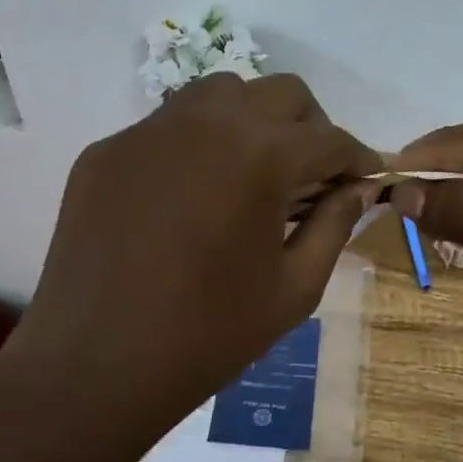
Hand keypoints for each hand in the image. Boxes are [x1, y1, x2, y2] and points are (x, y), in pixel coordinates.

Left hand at [2, 74, 379, 456]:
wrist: (94, 367)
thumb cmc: (209, 334)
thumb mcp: (294, 287)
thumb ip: (335, 224)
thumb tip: (360, 188)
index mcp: (260, 155)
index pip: (329, 139)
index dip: (359, 159)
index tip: (368, 179)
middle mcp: (206, 122)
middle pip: (282, 94)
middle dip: (312, 129)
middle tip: (313, 178)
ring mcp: (149, 131)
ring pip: (222, 93)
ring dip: (254, 122)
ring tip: (254, 175)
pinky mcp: (108, 151)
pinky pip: (169, 126)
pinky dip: (200, 145)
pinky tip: (194, 196)